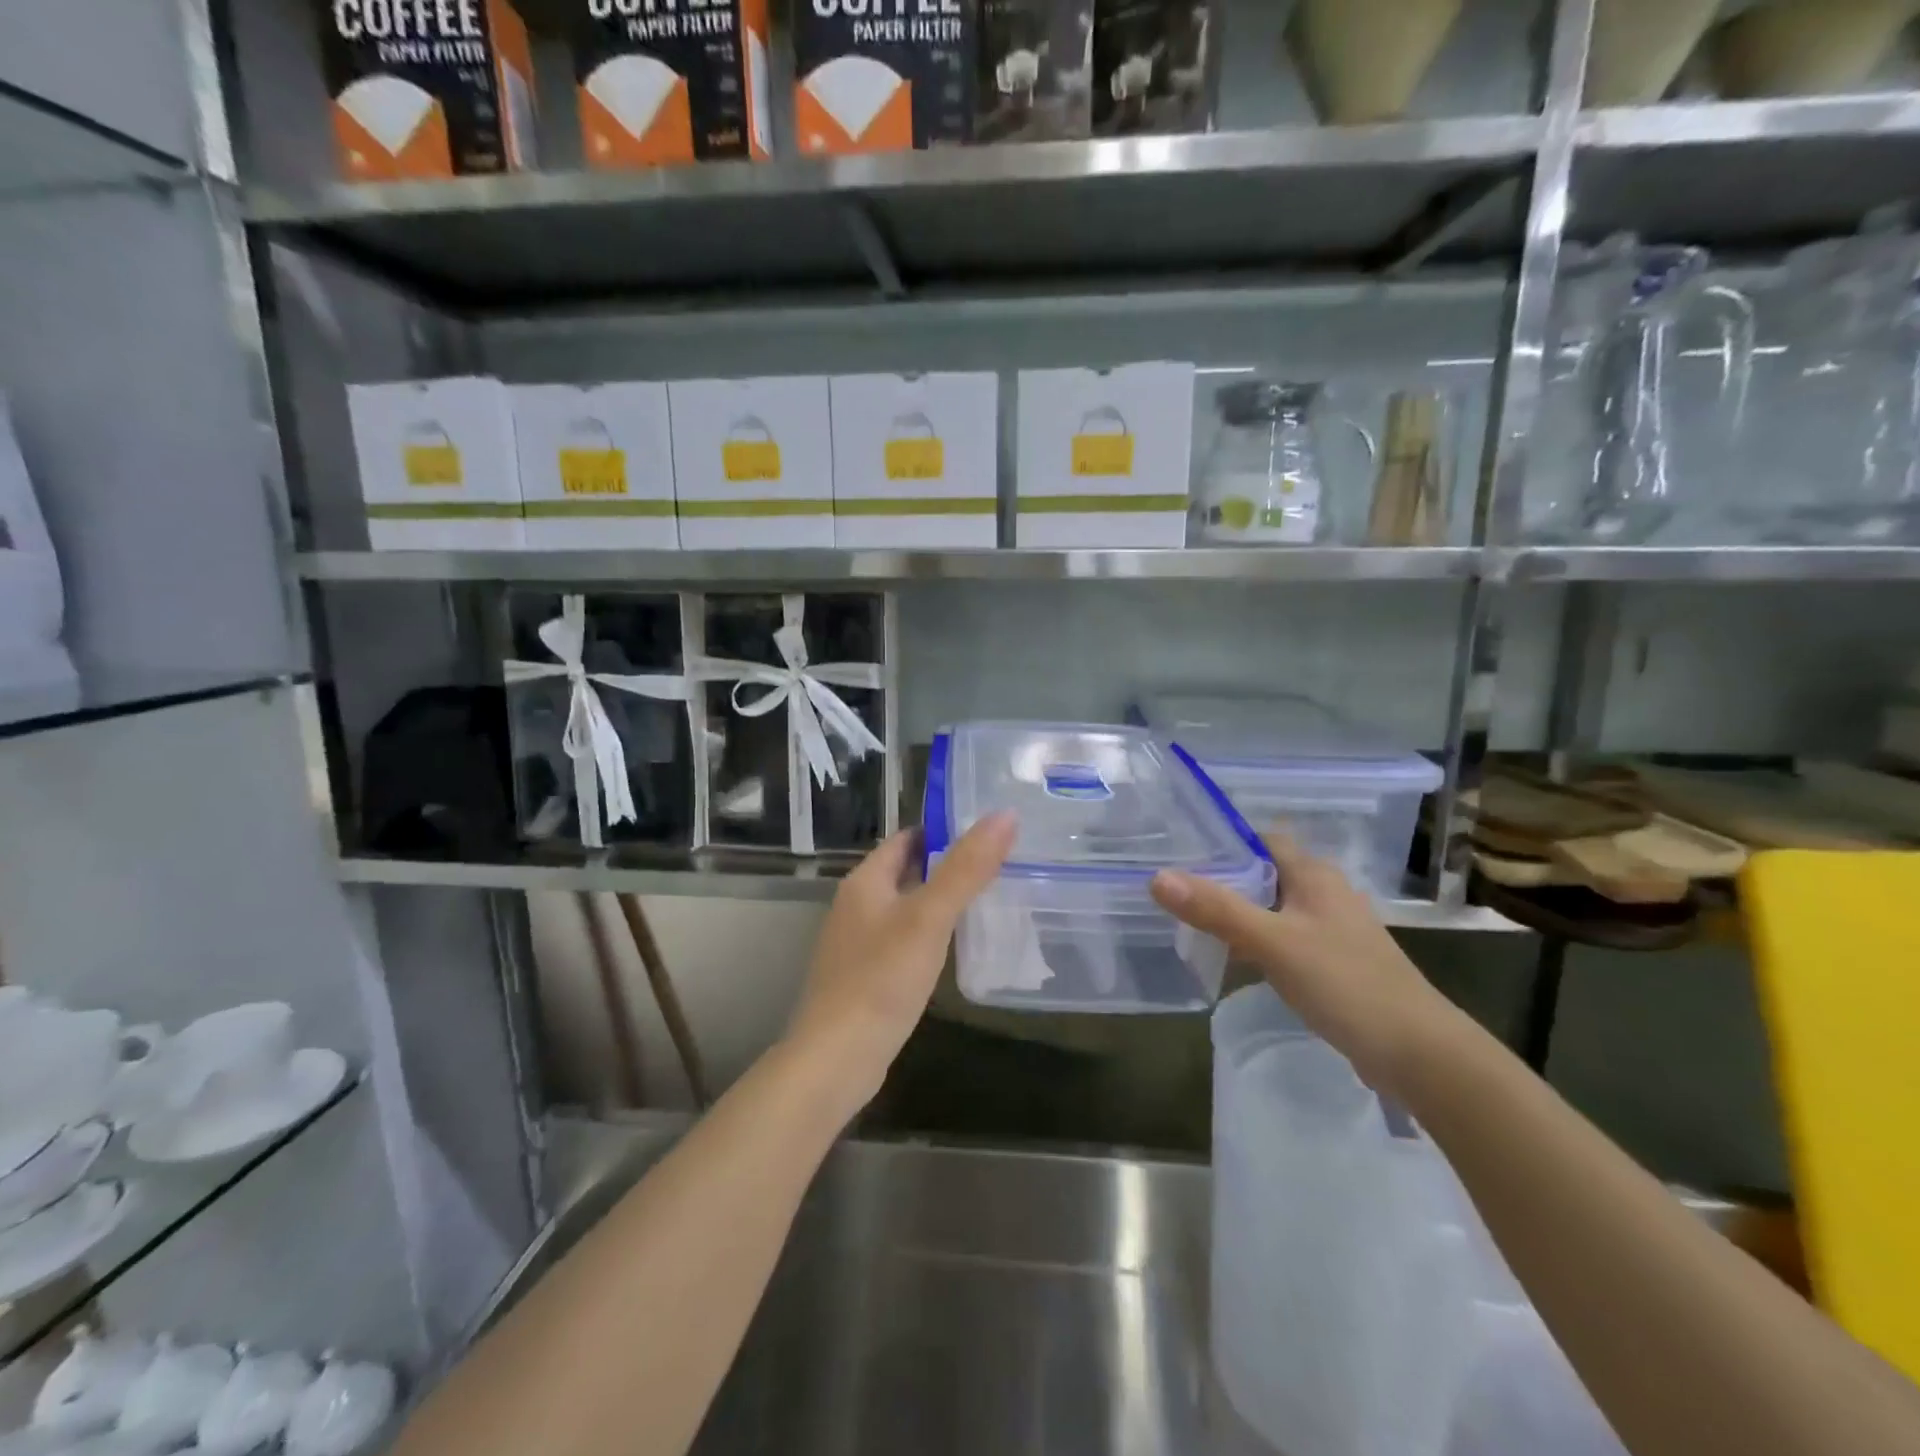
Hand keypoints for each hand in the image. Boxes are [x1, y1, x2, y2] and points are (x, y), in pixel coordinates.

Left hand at [786, 812, 1017, 1113]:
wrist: (836, 1059)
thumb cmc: (881, 979)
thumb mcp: (929, 918)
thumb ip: (966, 868)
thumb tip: (1005, 815)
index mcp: (865, 882)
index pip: (907, 838)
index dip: (944, 830)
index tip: (988, 832)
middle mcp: (857, 905)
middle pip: (907, 871)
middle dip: (948, 866)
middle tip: (999, 865)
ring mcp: (858, 943)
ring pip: (907, 908)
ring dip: (940, 902)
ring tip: (989, 901)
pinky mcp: (866, 977)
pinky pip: (904, 941)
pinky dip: (930, 936)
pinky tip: (956, 949)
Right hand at [1150, 835, 1457, 1097]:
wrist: (1418, 1053)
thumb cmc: (1345, 983)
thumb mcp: (1273, 943)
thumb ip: (1216, 909)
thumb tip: (1157, 877)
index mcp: (1314, 876)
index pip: (1262, 839)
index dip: (1224, 840)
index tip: (1179, 849)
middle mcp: (1325, 893)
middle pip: (1264, 872)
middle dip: (1223, 877)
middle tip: (1174, 887)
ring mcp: (1332, 929)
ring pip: (1273, 907)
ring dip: (1238, 911)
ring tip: (1192, 920)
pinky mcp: (1334, 962)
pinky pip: (1284, 938)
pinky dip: (1257, 940)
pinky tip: (1234, 958)